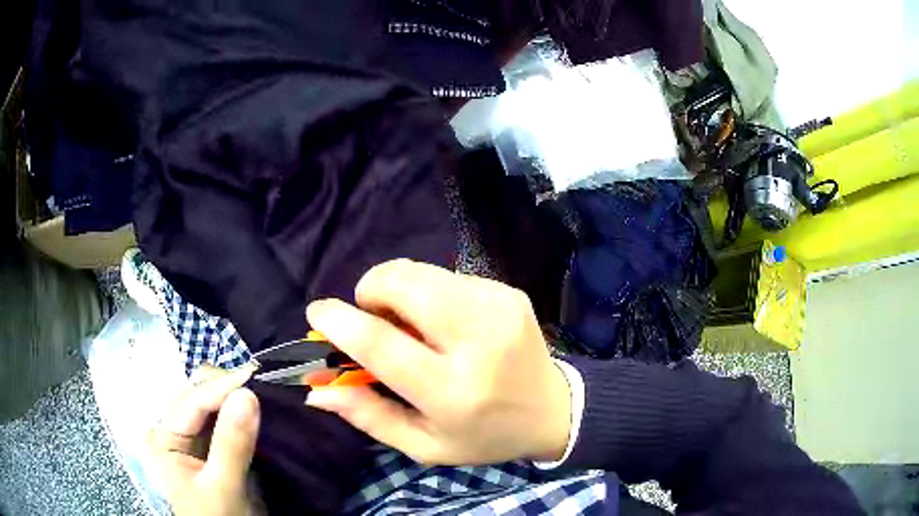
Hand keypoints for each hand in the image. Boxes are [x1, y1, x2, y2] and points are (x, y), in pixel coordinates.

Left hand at [147, 366, 260, 515]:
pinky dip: (239, 414)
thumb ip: (232, 443)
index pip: (192, 401)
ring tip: (261, 394)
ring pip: (212, 405)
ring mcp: (189, 438)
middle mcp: (172, 430)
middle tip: (261, 386)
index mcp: (163, 437)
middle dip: (228, 390)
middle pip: (199, 396)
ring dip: (234, 399)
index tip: (255, 375)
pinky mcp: (208, 446)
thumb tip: (248, 395)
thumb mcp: (223, 486)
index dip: (222, 386)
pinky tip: (255, 411)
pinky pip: (222, 421)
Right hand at [305, 259, 571, 464]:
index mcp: (451, 391)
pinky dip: (430, 292)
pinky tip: (444, 322)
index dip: (339, 322)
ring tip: (411, 325)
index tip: (318, 313)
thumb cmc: (483, 436)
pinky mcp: (508, 292)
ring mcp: (497, 307)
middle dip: (371, 290)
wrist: (553, 411)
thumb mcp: (424, 444)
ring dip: (399, 290)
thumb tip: (317, 391)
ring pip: (422, 271)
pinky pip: (447, 276)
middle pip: (403, 284)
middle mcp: (477, 341)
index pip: (380, 345)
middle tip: (374, 318)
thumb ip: (368, 416)